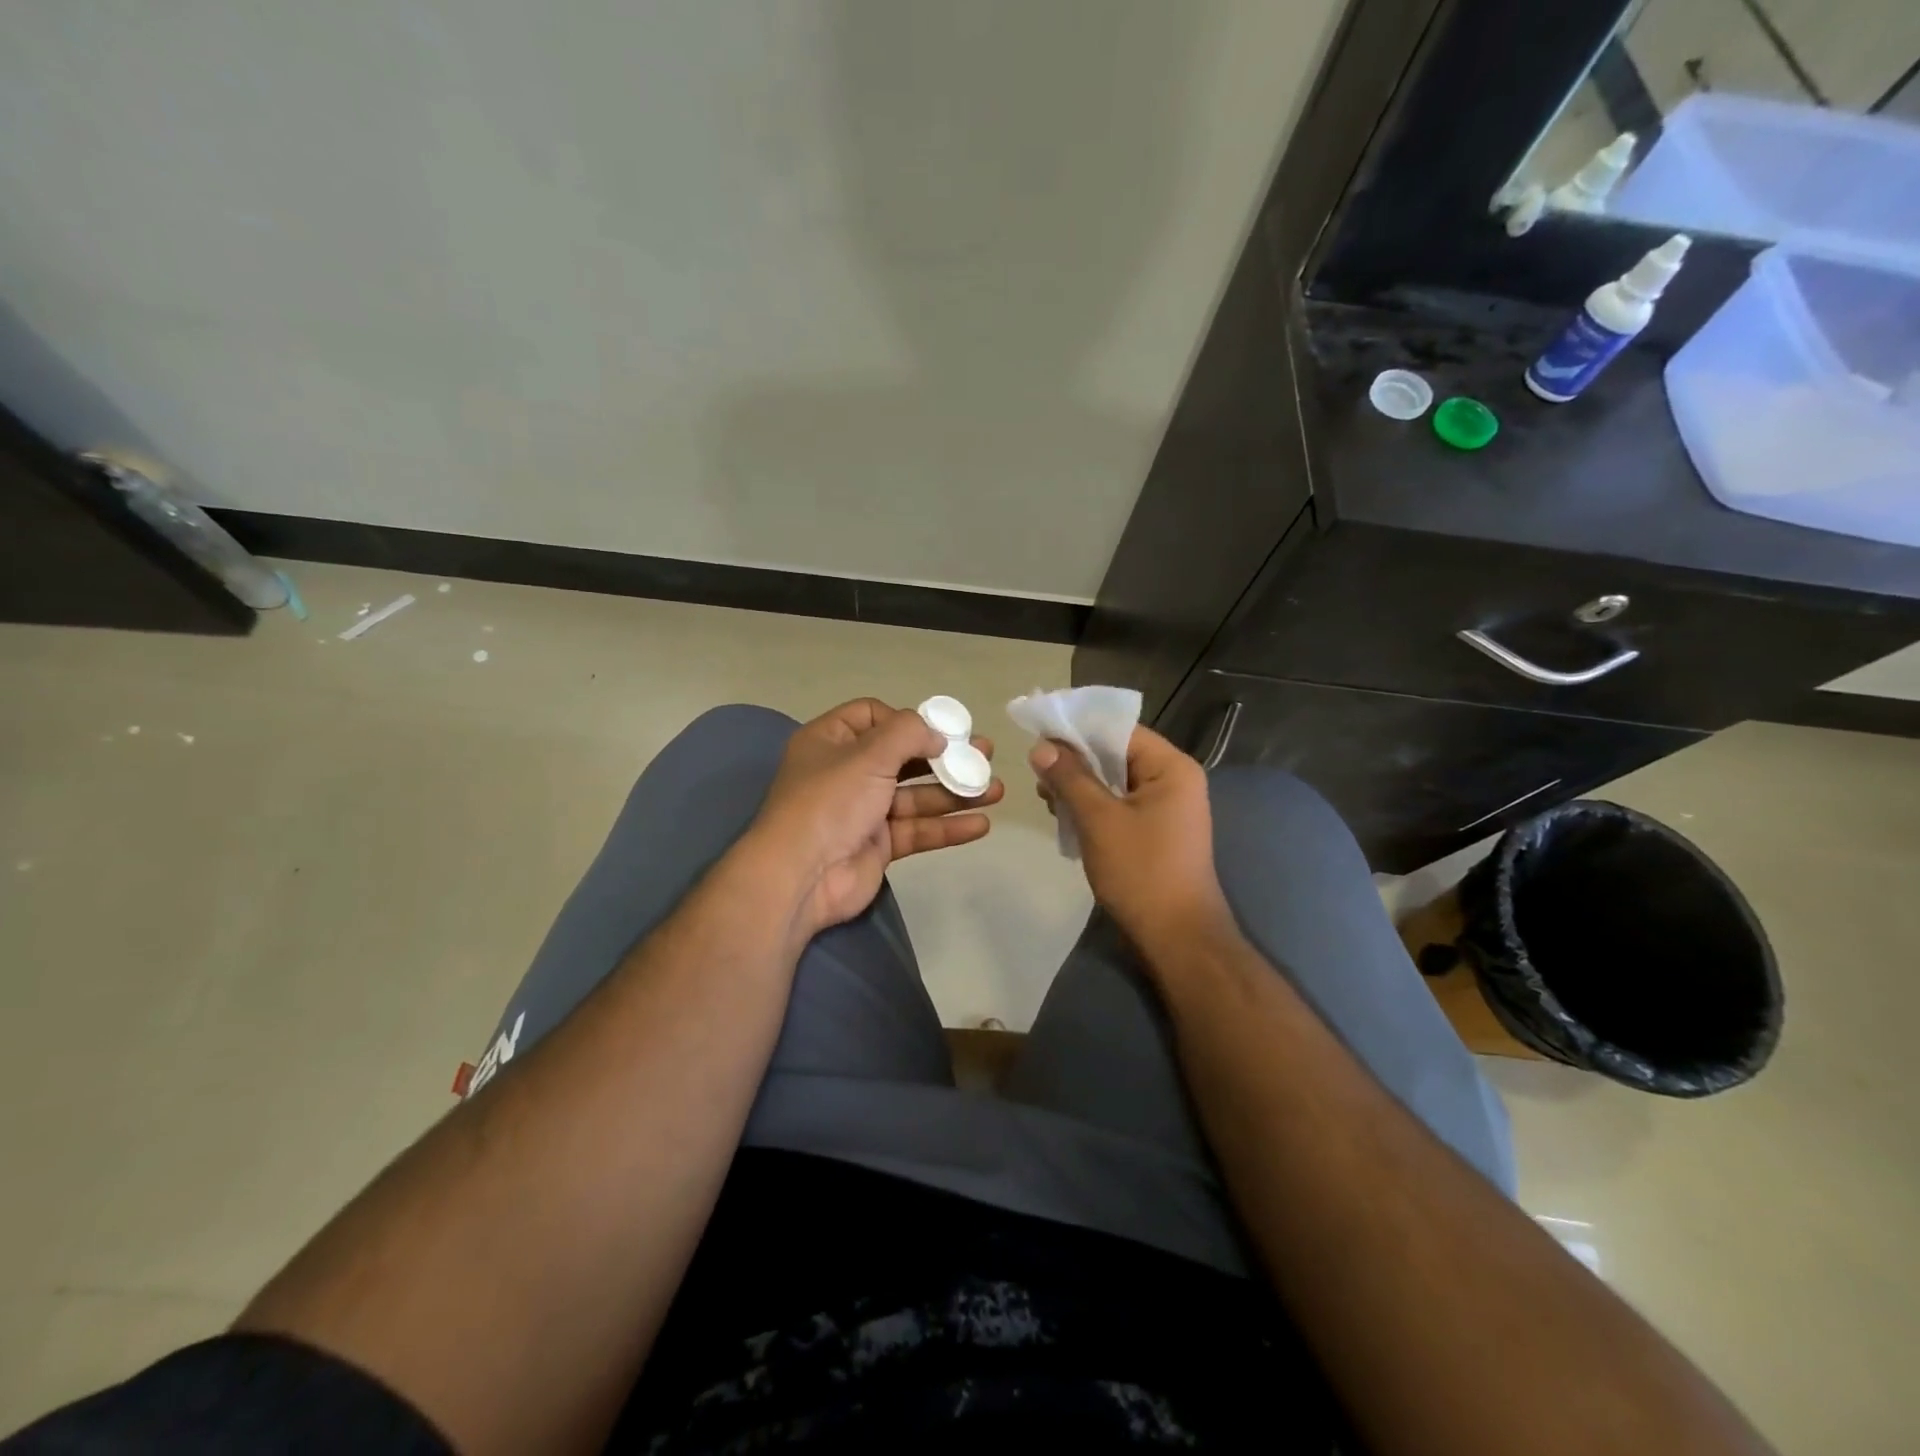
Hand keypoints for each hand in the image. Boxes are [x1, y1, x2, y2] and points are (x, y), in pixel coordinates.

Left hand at [747, 698, 1002, 942]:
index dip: (908, 720)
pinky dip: (947, 826)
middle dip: (945, 757)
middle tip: (985, 754)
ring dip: (955, 792)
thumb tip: (938, 735)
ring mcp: (863, 810)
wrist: (802, 876)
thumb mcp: (868, 754)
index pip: (873, 716)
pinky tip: (981, 824)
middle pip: (903, 757)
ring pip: (916, 796)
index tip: (940, 730)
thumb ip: (909, 733)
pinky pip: (917, 830)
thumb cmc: (830, 801)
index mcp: (831, 740)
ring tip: (996, 790)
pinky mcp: (878, 844)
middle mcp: (846, 772)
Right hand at [1031, 725, 1234, 958]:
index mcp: (1171, 767)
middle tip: (1036, 770)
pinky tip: (1063, 816)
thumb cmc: (1141, 871)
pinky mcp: (1154, 831)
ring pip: (1114, 781)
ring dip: (1079, 785)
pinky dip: (1092, 806)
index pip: (1120, 730)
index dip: (1078, 729)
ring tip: (1045, 797)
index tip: (1039, 733)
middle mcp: (1173, 780)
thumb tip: (1041, 746)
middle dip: (1075, 760)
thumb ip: (1070, 778)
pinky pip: (1118, 805)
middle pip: (1116, 754)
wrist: (1176, 937)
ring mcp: (1165, 808)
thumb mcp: (1099, 819)